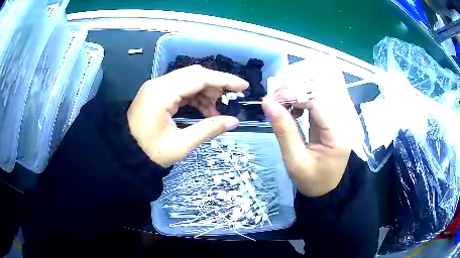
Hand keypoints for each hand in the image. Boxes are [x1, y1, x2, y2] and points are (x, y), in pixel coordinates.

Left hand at [128, 65, 248, 167]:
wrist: (125, 155)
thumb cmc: (149, 153)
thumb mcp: (181, 144)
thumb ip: (208, 129)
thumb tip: (234, 122)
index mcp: (161, 93)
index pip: (198, 77)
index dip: (224, 80)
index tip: (242, 86)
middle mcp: (159, 84)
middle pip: (194, 74)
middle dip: (215, 86)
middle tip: (228, 102)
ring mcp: (157, 87)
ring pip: (188, 80)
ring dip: (205, 92)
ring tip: (215, 111)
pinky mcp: (157, 93)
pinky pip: (181, 88)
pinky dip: (195, 97)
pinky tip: (204, 110)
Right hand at [262, 85, 353, 196]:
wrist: (325, 191)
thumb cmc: (311, 181)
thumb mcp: (294, 160)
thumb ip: (283, 131)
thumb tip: (267, 103)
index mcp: (337, 134)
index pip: (317, 101)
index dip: (294, 95)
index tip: (271, 100)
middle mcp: (341, 123)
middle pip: (319, 94)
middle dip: (294, 93)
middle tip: (274, 102)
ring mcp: (337, 121)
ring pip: (317, 96)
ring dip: (296, 96)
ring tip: (280, 106)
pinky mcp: (331, 122)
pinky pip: (316, 104)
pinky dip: (301, 103)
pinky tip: (293, 112)